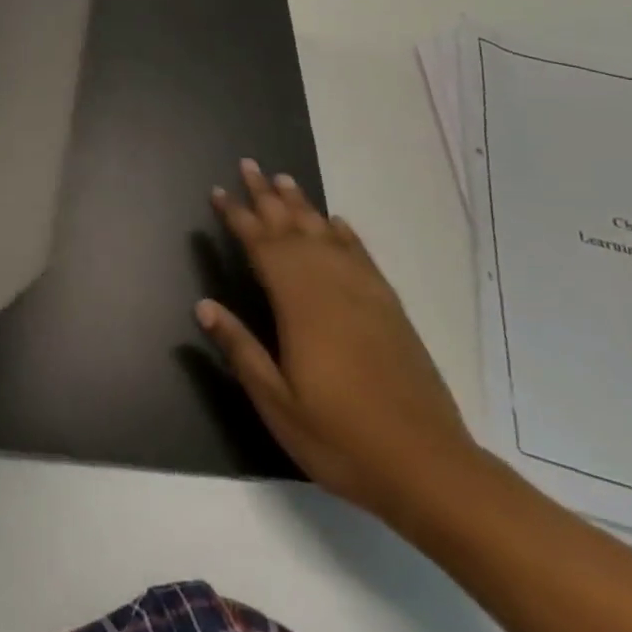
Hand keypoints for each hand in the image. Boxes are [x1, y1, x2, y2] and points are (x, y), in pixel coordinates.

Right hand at [195, 160, 479, 525]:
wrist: (429, 467)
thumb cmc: (341, 437)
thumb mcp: (278, 402)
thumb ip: (241, 349)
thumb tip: (203, 305)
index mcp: (298, 304)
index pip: (260, 245)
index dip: (237, 216)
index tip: (218, 191)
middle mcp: (330, 285)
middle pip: (292, 227)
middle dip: (266, 195)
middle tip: (248, 164)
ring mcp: (364, 294)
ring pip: (325, 234)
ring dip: (302, 204)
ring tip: (283, 178)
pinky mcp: (390, 308)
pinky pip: (362, 256)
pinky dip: (345, 233)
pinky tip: (336, 222)